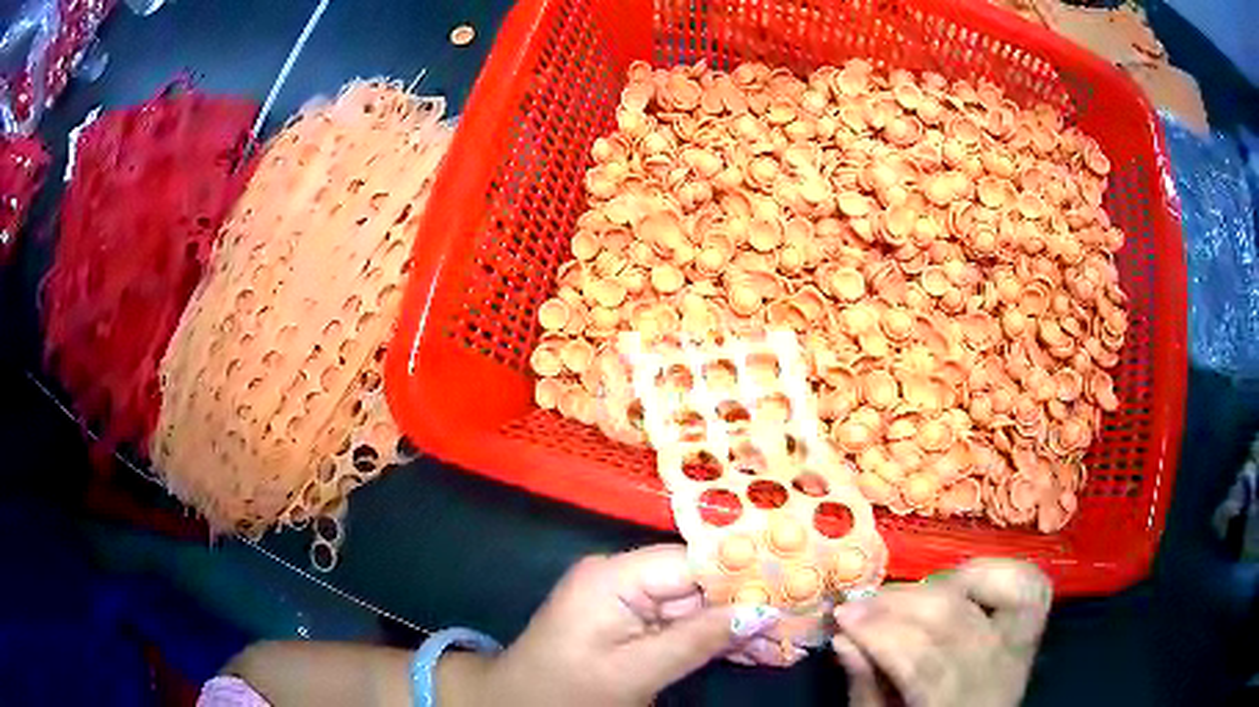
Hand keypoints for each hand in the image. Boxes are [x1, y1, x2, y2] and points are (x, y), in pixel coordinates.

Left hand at [446, 544, 794, 706]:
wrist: (514, 706)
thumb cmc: (565, 691)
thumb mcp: (633, 673)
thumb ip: (696, 640)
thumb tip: (762, 610)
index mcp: (615, 576)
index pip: (693, 562)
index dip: (744, 574)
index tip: (794, 585)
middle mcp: (624, 578)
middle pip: (701, 583)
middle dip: (749, 605)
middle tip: (801, 620)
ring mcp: (628, 602)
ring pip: (698, 607)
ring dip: (739, 627)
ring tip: (789, 642)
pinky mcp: (632, 624)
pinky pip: (682, 626)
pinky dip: (715, 641)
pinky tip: (756, 652)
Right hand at [831, 558, 1051, 706]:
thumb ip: (865, 689)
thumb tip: (843, 639)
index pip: (926, 663)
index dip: (883, 634)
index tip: (842, 617)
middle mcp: (1001, 674)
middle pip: (960, 622)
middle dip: (904, 604)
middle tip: (862, 603)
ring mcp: (1023, 647)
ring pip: (998, 596)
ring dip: (946, 585)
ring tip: (905, 595)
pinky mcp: (1032, 627)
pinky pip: (1028, 584)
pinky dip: (994, 570)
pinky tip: (957, 580)